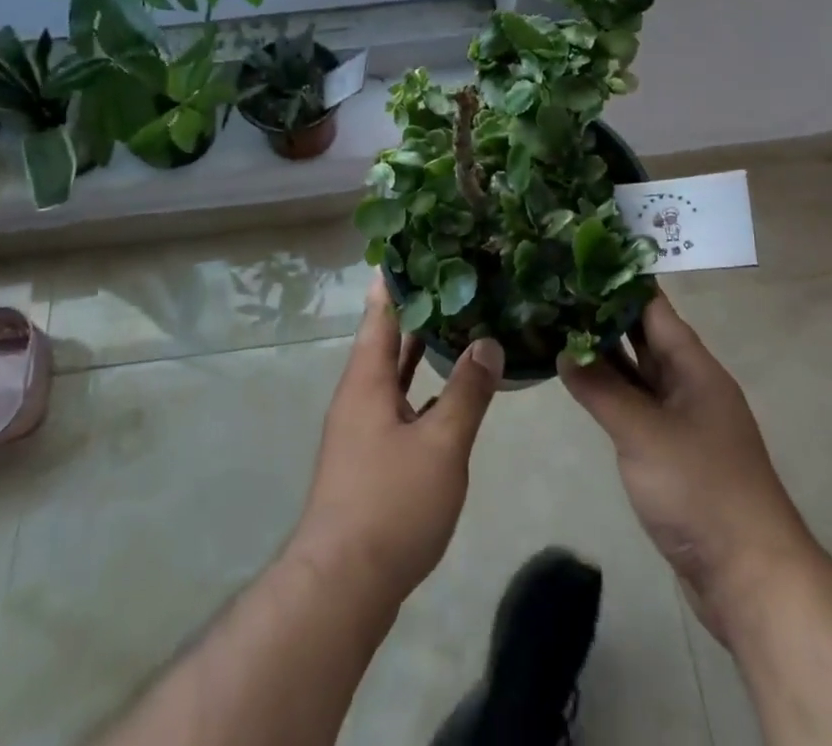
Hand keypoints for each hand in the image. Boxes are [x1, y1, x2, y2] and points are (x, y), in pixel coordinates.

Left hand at [288, 274, 503, 606]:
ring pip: (393, 372)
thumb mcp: (441, 445)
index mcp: (366, 380)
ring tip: (455, 320)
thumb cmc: (390, 503)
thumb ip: (467, 393)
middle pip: (386, 339)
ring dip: (419, 348)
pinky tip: (448, 390)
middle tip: (448, 276)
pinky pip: (398, 402)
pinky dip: (421, 386)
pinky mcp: (370, 456)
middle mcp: (359, 395)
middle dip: (414, 309)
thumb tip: (488, 342)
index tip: (412, 245)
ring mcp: (362, 427)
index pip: (380, 313)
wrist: (343, 585)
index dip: (395, 280)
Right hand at [560, 290, 811, 645]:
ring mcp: (681, 420)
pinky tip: (579, 381)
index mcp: (694, 367)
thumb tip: (564, 350)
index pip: (653, 308)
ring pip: (637, 373)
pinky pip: (635, 406)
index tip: (582, 257)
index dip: (620, 281)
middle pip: (644, 337)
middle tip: (558, 288)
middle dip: (604, 314)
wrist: (749, 576)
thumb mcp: (643, 433)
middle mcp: (689, 385)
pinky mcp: (671, 453)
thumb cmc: (700, 489)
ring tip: (559, 324)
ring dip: (603, 353)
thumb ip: (601, 389)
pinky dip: (609, 391)